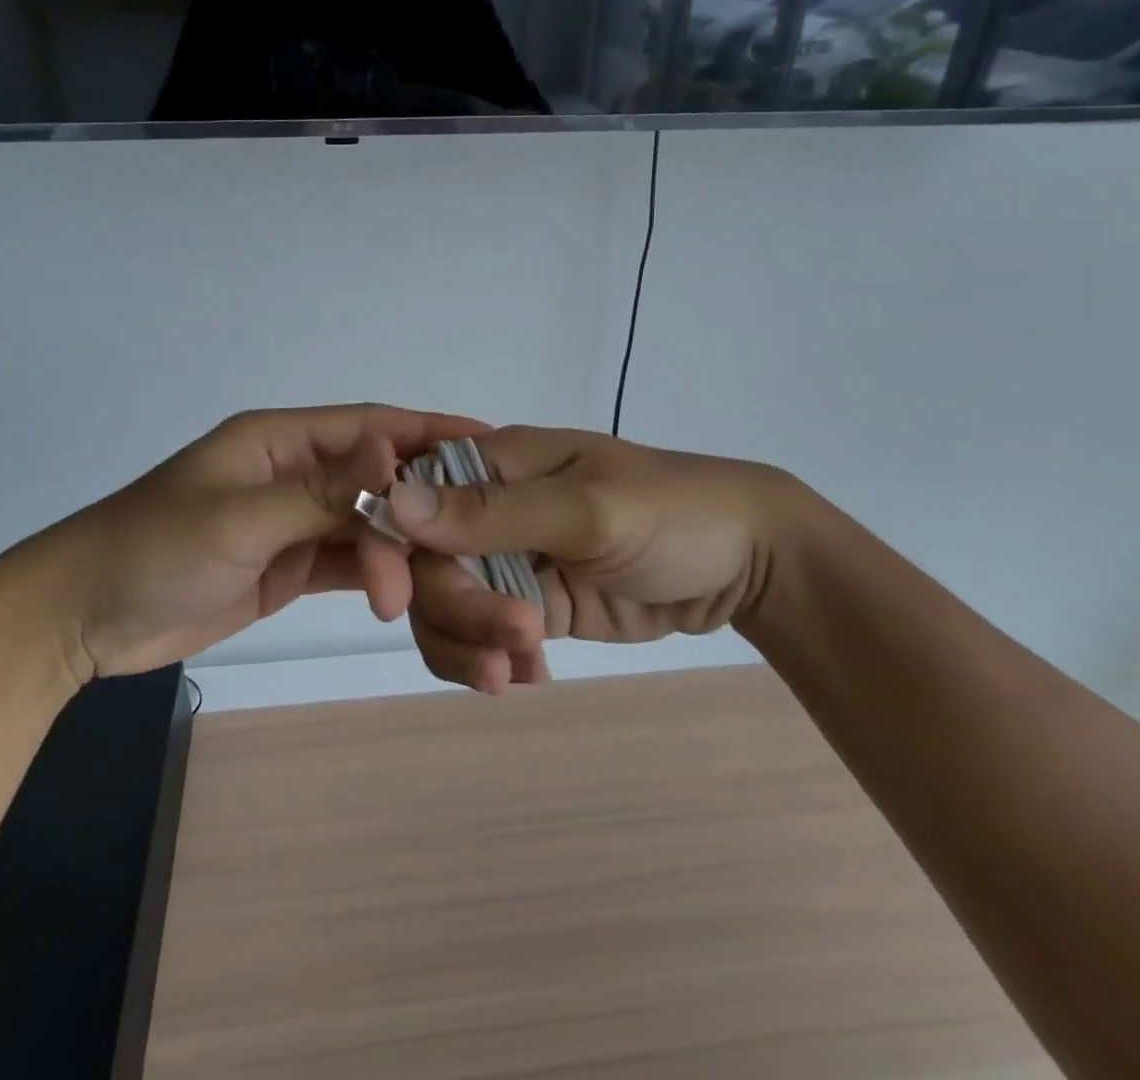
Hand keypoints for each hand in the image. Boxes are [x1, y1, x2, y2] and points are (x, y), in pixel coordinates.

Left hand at [0, 405, 485, 679]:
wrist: (82, 619)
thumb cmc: (153, 550)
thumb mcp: (239, 518)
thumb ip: (321, 489)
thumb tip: (395, 450)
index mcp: (280, 441)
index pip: (369, 426)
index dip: (428, 431)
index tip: (488, 444)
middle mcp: (294, 472)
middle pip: (377, 481)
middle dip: (422, 509)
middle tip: (472, 541)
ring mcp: (292, 521)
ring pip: (366, 527)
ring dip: (398, 556)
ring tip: (418, 595)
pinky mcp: (288, 564)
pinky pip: (346, 562)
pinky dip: (376, 577)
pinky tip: (405, 597)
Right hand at [377, 426, 805, 693]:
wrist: (747, 563)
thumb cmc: (674, 512)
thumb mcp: (587, 509)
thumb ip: (494, 511)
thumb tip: (395, 503)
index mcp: (495, 463)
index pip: (411, 496)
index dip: (392, 545)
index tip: (394, 600)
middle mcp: (489, 508)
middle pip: (424, 563)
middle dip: (453, 610)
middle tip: (513, 644)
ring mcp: (508, 559)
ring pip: (445, 606)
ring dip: (468, 644)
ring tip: (518, 673)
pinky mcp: (531, 603)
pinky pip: (483, 635)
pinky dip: (492, 660)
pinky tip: (533, 676)